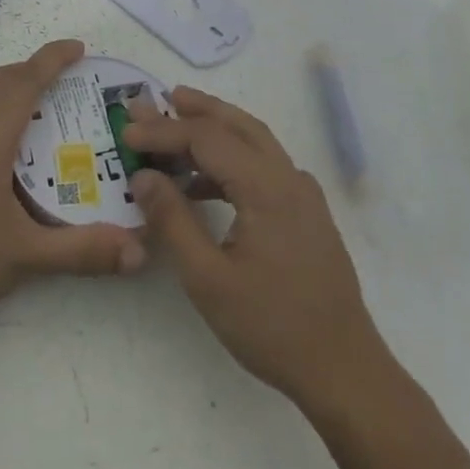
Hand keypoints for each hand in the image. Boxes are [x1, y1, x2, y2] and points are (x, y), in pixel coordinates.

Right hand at [124, 88, 389, 406]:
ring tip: (176, 128)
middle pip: (238, 125)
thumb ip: (173, 220)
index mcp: (266, 188)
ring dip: (216, 129)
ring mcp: (303, 195)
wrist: (343, 369)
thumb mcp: (207, 278)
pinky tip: (204, 183)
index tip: (126, 133)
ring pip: (255, 142)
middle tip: (158, 99)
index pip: (207, 139)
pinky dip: (232, 159)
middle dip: (197, 109)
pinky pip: (265, 167)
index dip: (164, 131)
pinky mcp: (307, 213)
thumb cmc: (271, 326)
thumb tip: (143, 176)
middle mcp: (289, 178)